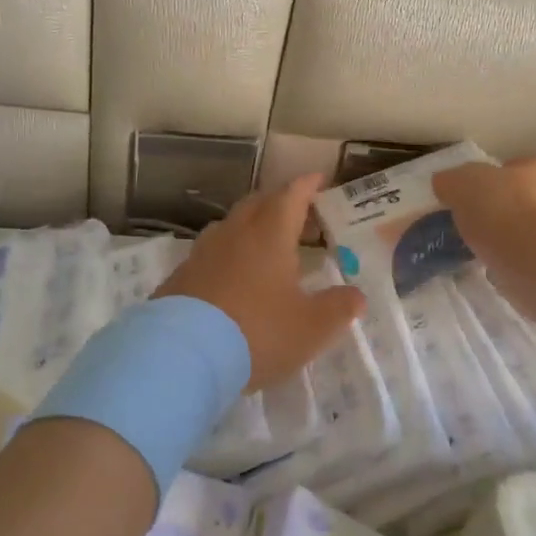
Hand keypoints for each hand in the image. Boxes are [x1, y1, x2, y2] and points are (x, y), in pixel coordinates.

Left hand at [155, 174, 366, 392]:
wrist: (183, 356)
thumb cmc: (258, 332)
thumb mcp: (311, 328)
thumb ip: (338, 308)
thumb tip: (356, 296)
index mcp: (270, 236)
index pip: (291, 197)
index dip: (306, 186)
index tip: (318, 178)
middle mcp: (234, 235)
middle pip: (257, 205)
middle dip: (278, 202)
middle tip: (296, 212)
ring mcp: (202, 255)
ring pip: (229, 227)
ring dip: (249, 227)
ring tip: (264, 243)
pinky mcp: (179, 278)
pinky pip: (209, 255)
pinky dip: (226, 257)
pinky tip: (231, 278)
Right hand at [433, 153, 535, 320]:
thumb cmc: (506, 212)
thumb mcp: (464, 186)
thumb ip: (452, 182)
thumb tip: (445, 183)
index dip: (515, 171)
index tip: (494, 186)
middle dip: (513, 208)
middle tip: (482, 220)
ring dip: (515, 239)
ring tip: (484, 249)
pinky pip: (534, 261)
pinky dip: (516, 265)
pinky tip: (495, 271)